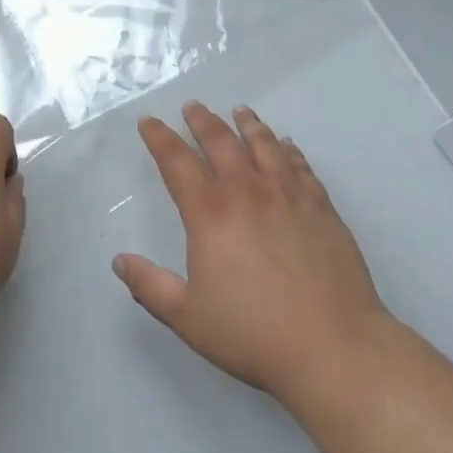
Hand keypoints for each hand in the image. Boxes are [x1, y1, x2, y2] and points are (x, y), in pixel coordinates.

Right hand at [113, 103, 386, 404]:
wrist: (333, 346)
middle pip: (221, 141)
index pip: (177, 162)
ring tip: (240, 110)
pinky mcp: (321, 206)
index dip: (159, 138)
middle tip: (192, 106)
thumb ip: (150, 286)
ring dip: (248, 124)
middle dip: (202, 121)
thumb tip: (119, 260)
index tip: (149, 121)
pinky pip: (300, 165)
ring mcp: (288, 194)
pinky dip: (288, 149)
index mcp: (210, 213)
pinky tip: (286, 145)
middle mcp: (247, 191)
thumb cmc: (254, 333)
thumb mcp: (188, 317)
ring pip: (264, 144)